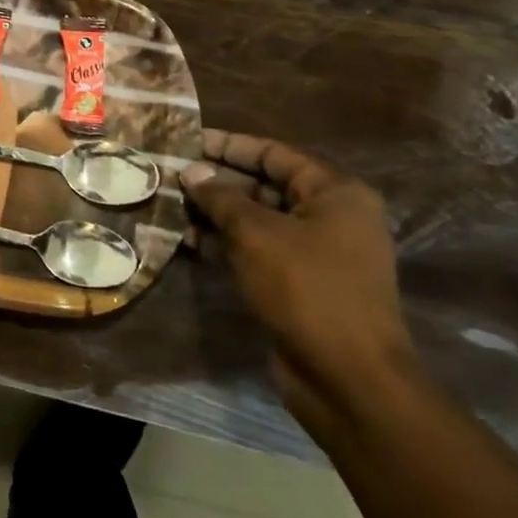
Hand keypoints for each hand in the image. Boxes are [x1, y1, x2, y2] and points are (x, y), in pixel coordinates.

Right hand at [182, 131, 415, 433]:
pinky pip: (257, 250)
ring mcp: (316, 253)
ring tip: (169, 204)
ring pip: (257, 220)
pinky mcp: (299, 283)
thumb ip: (221, 197)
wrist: (348, 376)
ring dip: (215, 213)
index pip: (274, 154)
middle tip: (169, 174)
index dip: (229, 145)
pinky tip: (186, 240)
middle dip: (217, 180)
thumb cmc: (307, 289)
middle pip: (265, 185)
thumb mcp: (257, 234)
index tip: (187, 140)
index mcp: (335, 194)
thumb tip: (192, 171)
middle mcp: (330, 217)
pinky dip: (225, 242)